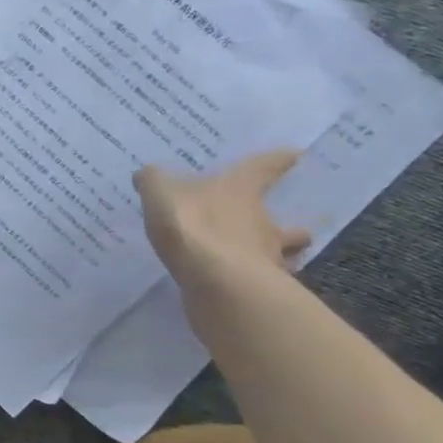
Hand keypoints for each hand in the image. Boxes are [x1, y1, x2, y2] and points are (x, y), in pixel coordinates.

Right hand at [135, 151, 312, 289]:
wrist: (213, 278)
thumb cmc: (191, 224)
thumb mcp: (160, 193)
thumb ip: (154, 182)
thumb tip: (147, 174)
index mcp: (240, 190)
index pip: (263, 168)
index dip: (278, 160)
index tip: (295, 155)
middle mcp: (262, 221)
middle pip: (283, 224)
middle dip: (288, 228)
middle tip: (292, 231)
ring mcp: (264, 257)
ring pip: (279, 255)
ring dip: (277, 257)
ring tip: (266, 263)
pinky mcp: (257, 288)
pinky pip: (259, 282)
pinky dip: (254, 282)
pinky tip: (241, 287)